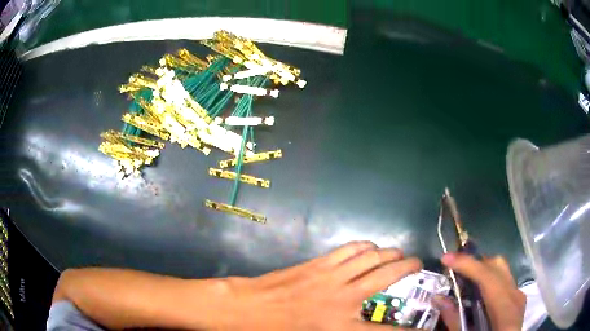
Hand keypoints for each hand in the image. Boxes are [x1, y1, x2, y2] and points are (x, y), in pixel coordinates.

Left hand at [218, 241, 421, 330]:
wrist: (249, 308)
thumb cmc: (278, 330)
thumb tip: (359, 323)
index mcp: (340, 325)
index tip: (422, 328)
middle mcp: (343, 298)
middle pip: (387, 276)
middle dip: (408, 267)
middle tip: (417, 264)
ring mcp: (332, 276)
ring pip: (371, 256)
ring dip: (389, 252)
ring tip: (397, 253)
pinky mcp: (319, 263)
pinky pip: (350, 249)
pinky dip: (365, 246)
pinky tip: (370, 249)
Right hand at [432, 253, 525, 330]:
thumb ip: (454, 319)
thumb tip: (437, 298)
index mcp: (505, 310)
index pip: (488, 278)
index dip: (468, 265)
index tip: (446, 258)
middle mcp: (515, 296)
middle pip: (497, 266)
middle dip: (475, 263)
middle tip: (454, 270)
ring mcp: (518, 295)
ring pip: (502, 269)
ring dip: (482, 269)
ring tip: (464, 279)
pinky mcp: (518, 297)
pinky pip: (504, 279)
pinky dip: (489, 279)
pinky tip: (478, 292)